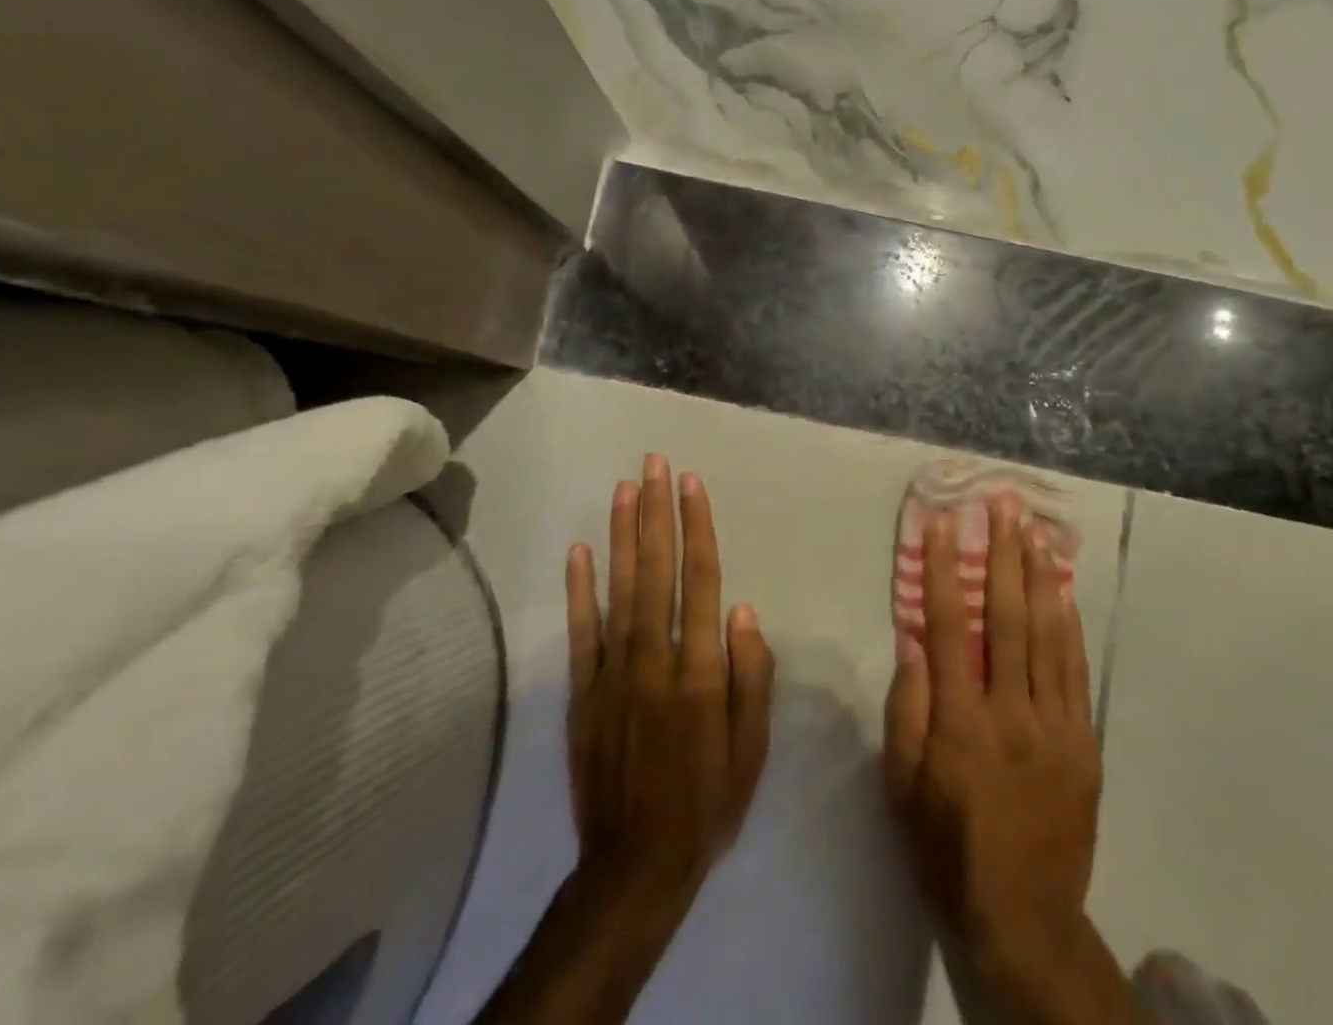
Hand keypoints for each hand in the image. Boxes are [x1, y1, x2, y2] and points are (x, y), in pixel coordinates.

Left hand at [478, 457, 773, 1024]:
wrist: (635, 867)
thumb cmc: (708, 801)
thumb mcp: (753, 748)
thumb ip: (752, 676)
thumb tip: (744, 610)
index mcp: (700, 671)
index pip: (701, 581)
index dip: (696, 528)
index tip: (691, 484)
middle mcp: (654, 660)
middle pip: (657, 571)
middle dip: (656, 513)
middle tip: (654, 464)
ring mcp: (612, 674)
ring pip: (619, 590)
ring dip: (621, 536)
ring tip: (625, 488)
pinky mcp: (582, 694)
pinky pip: (580, 633)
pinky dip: (578, 590)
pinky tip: (579, 551)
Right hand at [884, 495, 1134, 1022]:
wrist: (1023, 918)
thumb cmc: (946, 848)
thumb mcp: (903, 786)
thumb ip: (907, 707)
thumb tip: (914, 636)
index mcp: (961, 722)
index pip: (949, 626)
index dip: (944, 570)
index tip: (942, 524)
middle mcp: (1012, 712)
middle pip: (1007, 616)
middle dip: (1002, 553)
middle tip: (1002, 504)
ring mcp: (1057, 725)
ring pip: (1049, 634)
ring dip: (1040, 575)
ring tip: (1034, 529)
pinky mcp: (1085, 742)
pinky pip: (1077, 671)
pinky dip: (1069, 625)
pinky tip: (1063, 591)